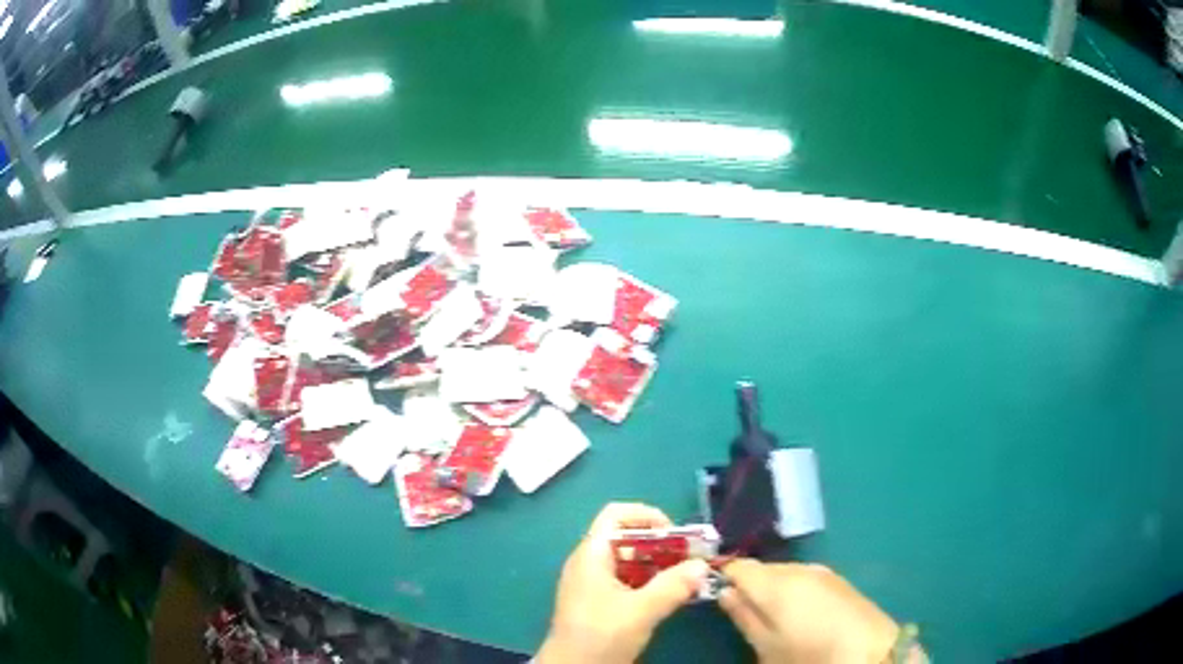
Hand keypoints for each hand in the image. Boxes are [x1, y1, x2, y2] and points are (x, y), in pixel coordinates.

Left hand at [536, 503, 710, 663]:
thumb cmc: (600, 635)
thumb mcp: (641, 611)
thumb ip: (673, 586)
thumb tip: (702, 566)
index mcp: (591, 555)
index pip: (616, 515)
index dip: (647, 515)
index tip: (677, 535)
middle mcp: (589, 563)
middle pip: (626, 538)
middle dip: (662, 544)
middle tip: (691, 559)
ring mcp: (592, 583)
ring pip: (629, 562)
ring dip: (659, 565)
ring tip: (688, 578)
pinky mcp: (598, 602)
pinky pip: (627, 581)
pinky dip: (650, 582)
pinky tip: (671, 596)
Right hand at [720, 560, 900, 663]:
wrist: (869, 651)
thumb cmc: (808, 653)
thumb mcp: (766, 645)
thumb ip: (742, 616)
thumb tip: (725, 593)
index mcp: (776, 583)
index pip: (739, 566)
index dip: (724, 578)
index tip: (718, 596)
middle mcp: (798, 568)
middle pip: (763, 568)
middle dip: (750, 586)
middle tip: (746, 614)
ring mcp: (822, 572)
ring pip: (784, 573)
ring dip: (773, 589)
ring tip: (775, 618)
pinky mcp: (838, 580)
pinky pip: (805, 578)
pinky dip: (794, 591)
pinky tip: (801, 614)